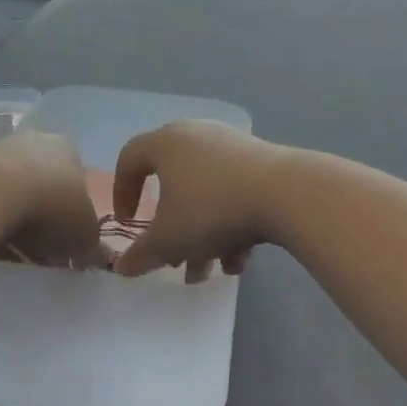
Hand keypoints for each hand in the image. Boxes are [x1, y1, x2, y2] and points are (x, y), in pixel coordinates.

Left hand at [0, 132, 105, 270]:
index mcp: (69, 148)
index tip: (66, 238)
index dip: (73, 212)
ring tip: (12, 246)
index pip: (77, 179)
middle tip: (41, 244)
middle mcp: (36, 140)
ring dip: (14, 213)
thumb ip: (91, 241)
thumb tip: (90, 250)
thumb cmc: (51, 207)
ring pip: (12, 188)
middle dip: (43, 211)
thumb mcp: (85, 233)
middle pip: (44, 181)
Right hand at [110, 121, 285, 280]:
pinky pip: (234, 192)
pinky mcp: (261, 159)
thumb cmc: (211, 210)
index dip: (122, 193)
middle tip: (174, 258)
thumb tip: (122, 267)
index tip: (128, 224)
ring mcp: (231, 145)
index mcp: (165, 143)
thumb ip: (141, 254)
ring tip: (211, 270)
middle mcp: (195, 135)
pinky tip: (240, 258)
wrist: (284, 193)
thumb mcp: (169, 240)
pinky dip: (232, 223)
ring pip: (205, 194)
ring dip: (204, 235)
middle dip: (172, 228)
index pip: (130, 159)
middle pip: (172, 183)